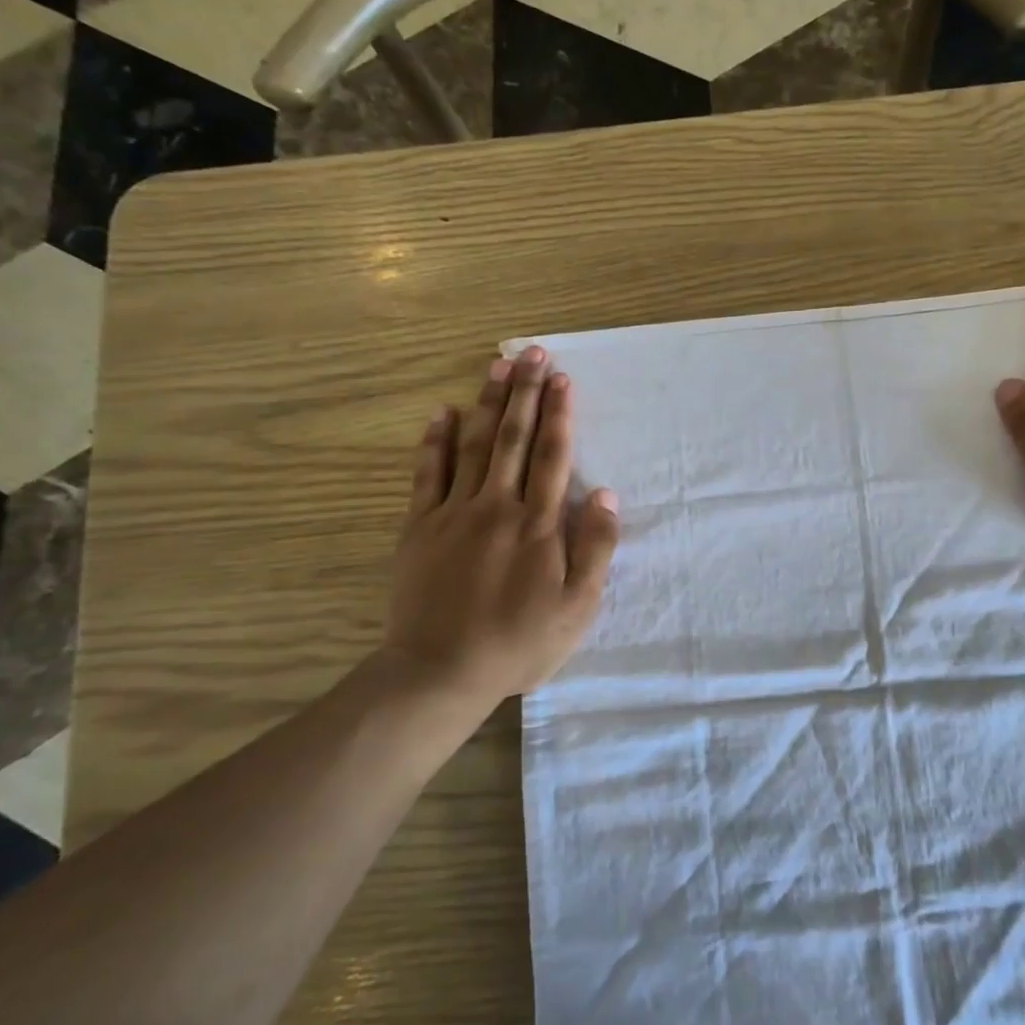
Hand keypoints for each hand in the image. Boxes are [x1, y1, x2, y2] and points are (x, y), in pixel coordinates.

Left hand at [379, 347, 620, 709]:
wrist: (440, 671)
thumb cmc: (519, 643)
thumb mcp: (578, 607)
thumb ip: (595, 547)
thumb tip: (604, 493)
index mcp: (539, 525)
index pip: (551, 456)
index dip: (559, 414)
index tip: (562, 378)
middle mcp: (497, 507)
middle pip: (512, 438)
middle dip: (525, 392)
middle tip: (532, 352)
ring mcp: (454, 514)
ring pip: (473, 445)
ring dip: (486, 402)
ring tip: (497, 365)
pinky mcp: (420, 527)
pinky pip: (427, 474)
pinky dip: (434, 441)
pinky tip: (441, 412)